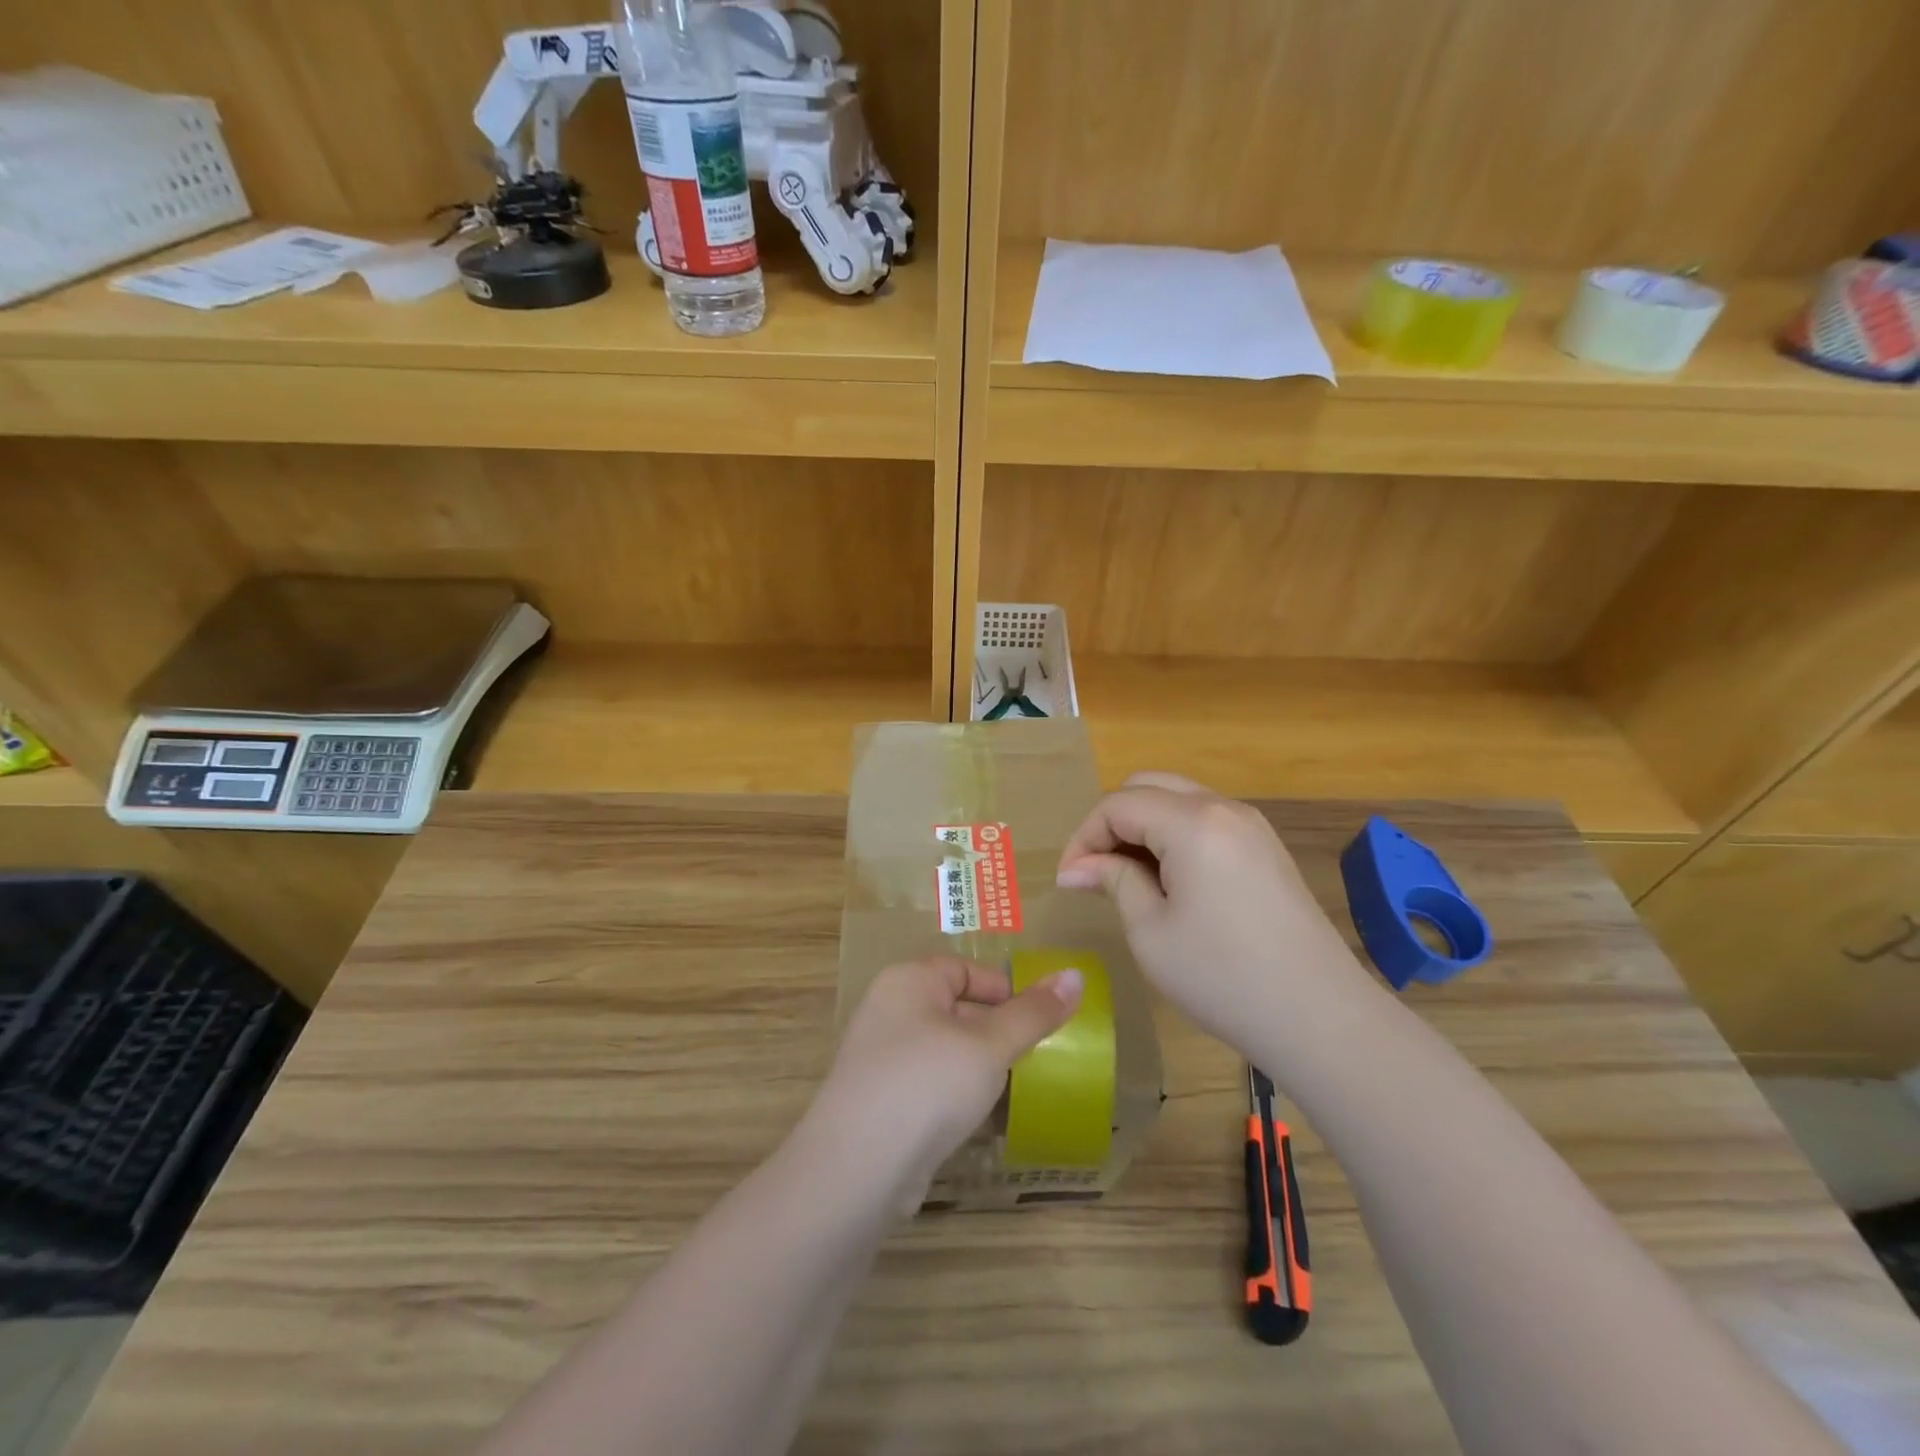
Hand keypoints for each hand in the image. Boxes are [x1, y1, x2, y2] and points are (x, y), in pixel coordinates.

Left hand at [805, 957, 1082, 1209]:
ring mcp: (879, 1058)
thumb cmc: (928, 1084)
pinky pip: (928, 1084)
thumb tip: (1076, 975)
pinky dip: (955, 1095)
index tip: (1037, 1020)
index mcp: (909, 981)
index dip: (1003, 989)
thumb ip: (1033, 1013)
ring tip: (1015, 1089)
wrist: (858, 1169)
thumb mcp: (990, 1045)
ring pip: (943, 1049)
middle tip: (1034, 1058)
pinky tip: (979, 1120)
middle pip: (954, 1007)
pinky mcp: (879, 1101)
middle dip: (995, 1032)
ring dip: (979, 1067)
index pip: (964, 969)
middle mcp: (889, 1010)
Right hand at [1055, 772, 1374, 1051]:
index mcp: (1192, 823)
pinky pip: (1206, 820)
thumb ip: (1113, 881)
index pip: (1118, 805)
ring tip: (1127, 877)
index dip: (1084, 837)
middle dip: (1112, 822)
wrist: (1320, 1017)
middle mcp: (1224, 808)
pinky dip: (1175, 835)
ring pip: (1179, 799)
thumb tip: (1077, 867)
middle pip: (1149, 786)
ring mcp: (1252, 826)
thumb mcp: (1151, 931)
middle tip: (1095, 871)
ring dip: (1144, 827)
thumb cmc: (1222, 976)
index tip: (1070, 880)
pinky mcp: (1267, 848)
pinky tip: (1170, 881)